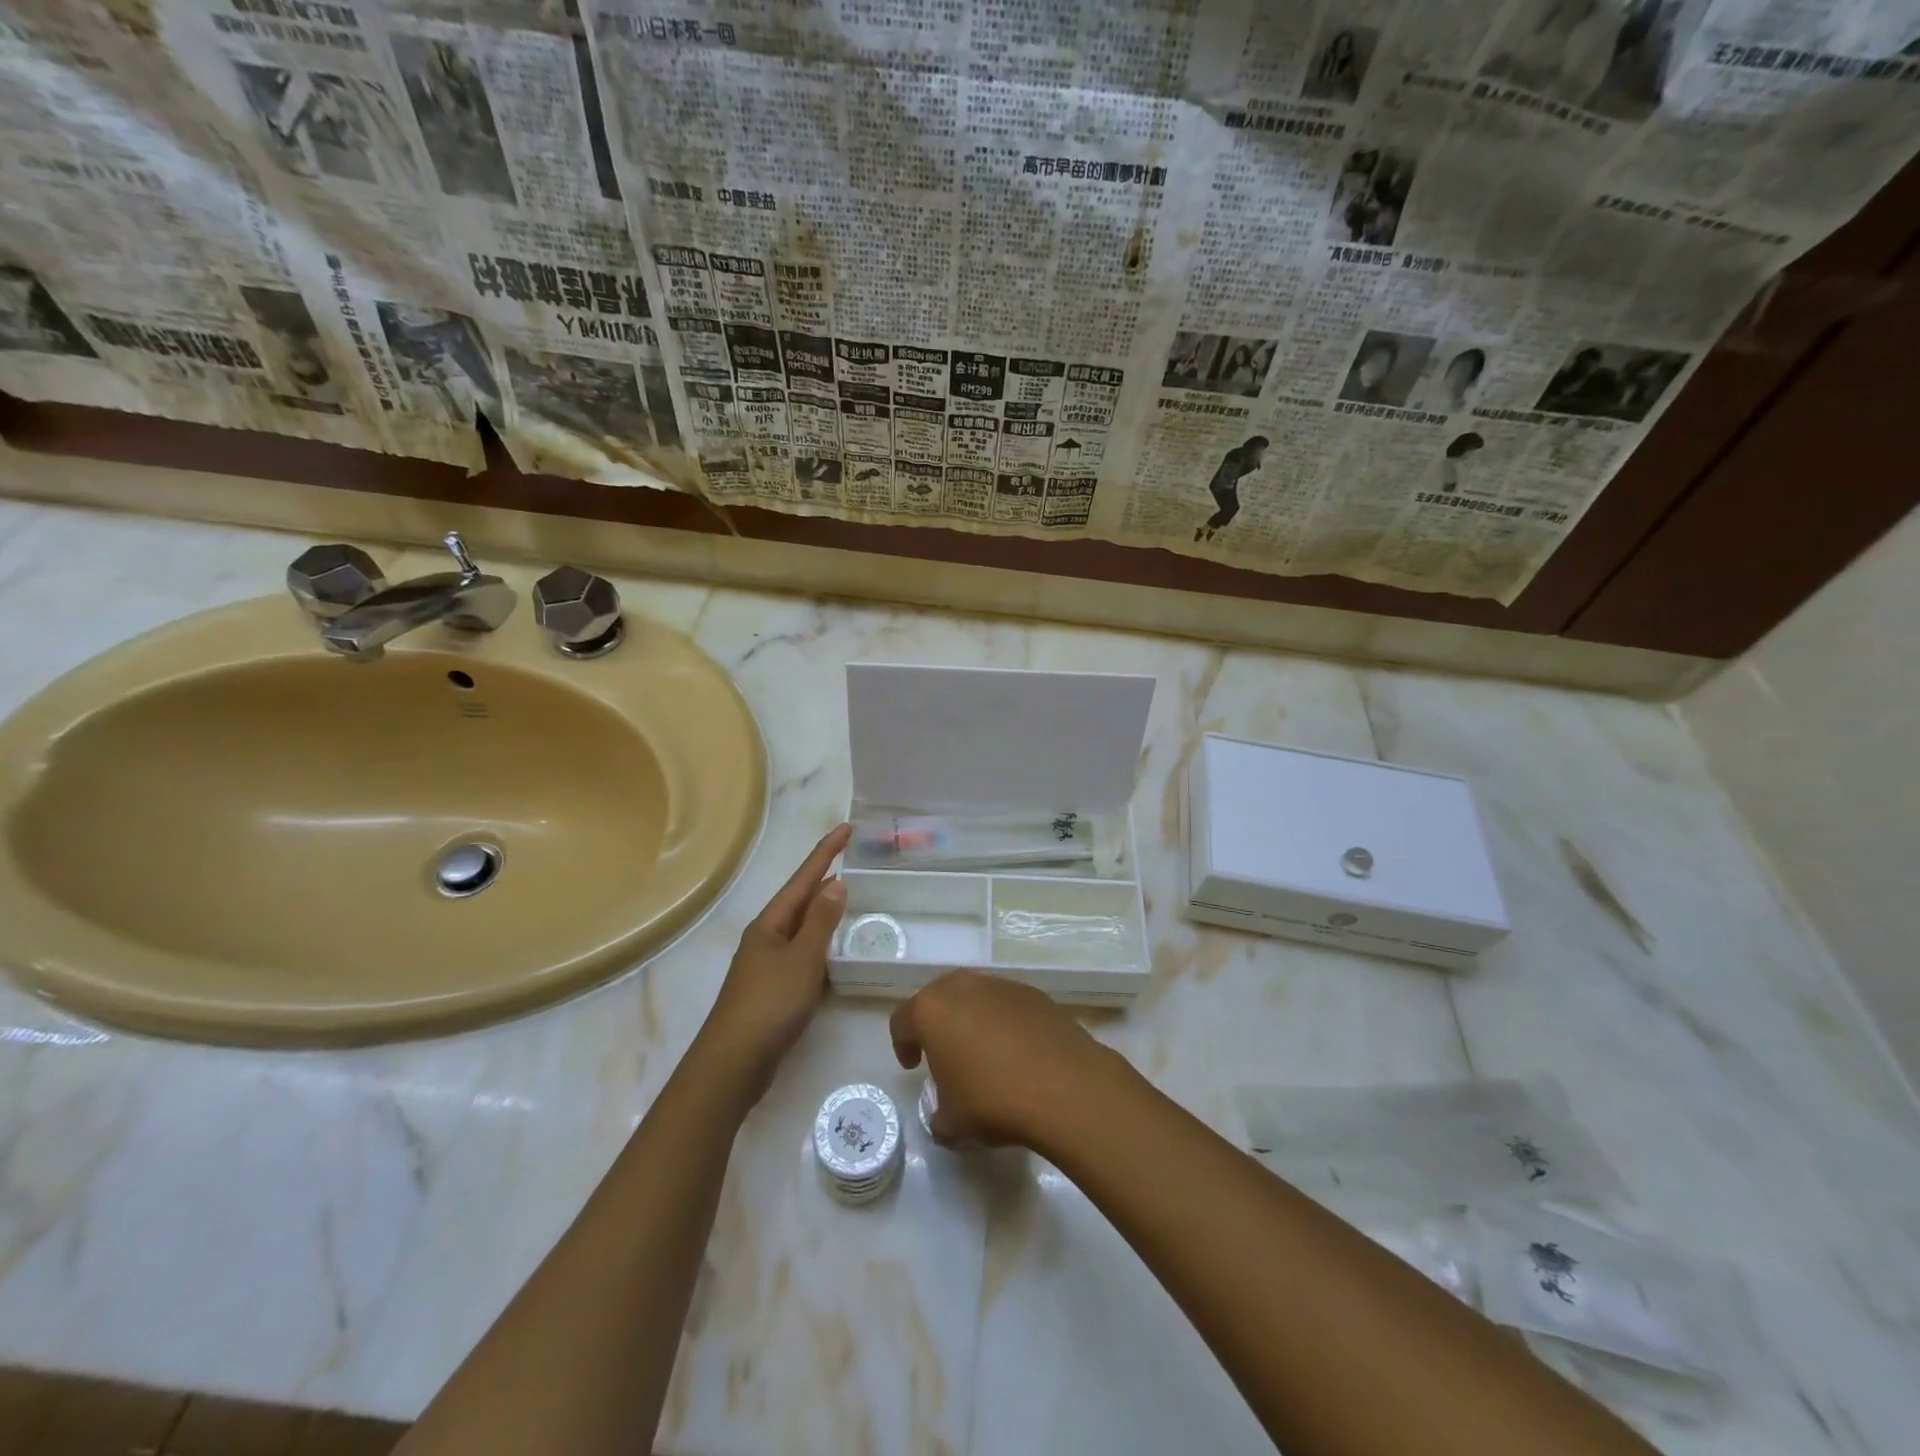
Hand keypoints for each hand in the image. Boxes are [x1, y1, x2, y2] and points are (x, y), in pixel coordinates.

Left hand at [699, 823, 849, 1098]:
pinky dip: (822, 947)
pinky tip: (836, 953)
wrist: (733, 1063)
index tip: (847, 828)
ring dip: (824, 913)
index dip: (826, 852)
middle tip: (854, 861)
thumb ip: (821, 921)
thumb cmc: (769, 1004)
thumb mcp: (802, 959)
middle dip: (825, 879)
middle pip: (800, 900)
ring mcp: (767, 964)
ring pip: (802, 929)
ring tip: (851, 900)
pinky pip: (803, 956)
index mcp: (770, 923)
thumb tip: (836, 883)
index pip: (803, 878)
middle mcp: (766, 937)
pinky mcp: (773, 990)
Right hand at [889, 970, 1119, 1147]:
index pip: (903, 1021)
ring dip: (971, 1020)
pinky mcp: (1033, 993)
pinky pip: (1006, 1005)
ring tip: (983, 1054)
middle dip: (937, 1024)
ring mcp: (1000, 985)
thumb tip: (944, 1116)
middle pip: (938, 999)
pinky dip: (1004, 1022)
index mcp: (931, 1010)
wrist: (1064, 1085)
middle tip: (944, 1054)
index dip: (903, 1045)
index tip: (914, 1066)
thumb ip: (939, 1116)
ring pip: (975, 997)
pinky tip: (1016, 1052)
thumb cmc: (993, 1099)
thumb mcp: (952, 1123)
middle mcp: (962, 987)